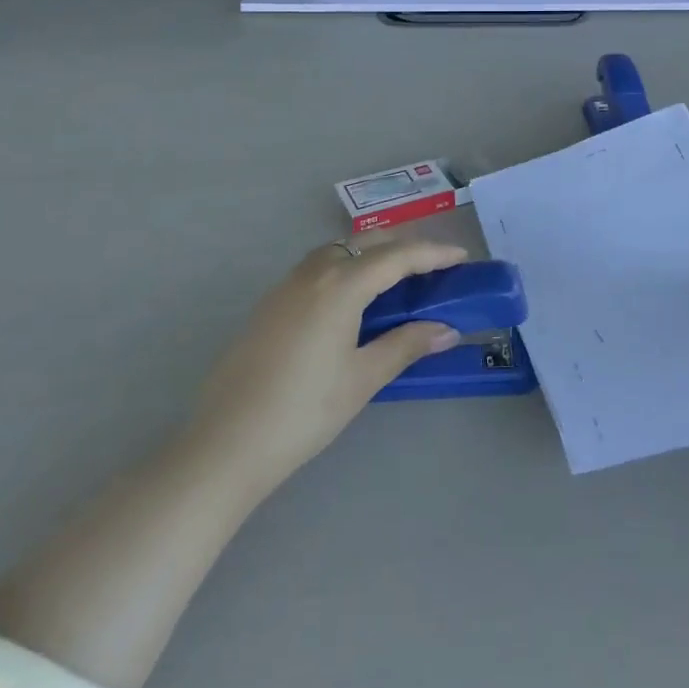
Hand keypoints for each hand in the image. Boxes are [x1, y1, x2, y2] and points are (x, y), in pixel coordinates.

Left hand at [193, 238, 465, 496]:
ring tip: (394, 280)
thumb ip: (406, 345)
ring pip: (338, 251)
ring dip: (370, 254)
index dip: (433, 253)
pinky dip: (345, 269)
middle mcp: (313, 273)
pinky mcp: (269, 304)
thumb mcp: (363, 378)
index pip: (397, 256)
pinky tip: (350, 302)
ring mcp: (285, 286)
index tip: (462, 258)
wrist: (225, 445)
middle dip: (402, 247)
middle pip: (366, 242)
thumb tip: (447, 329)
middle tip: (431, 267)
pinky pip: (317, 269)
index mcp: (340, 286)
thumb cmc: (304, 412)